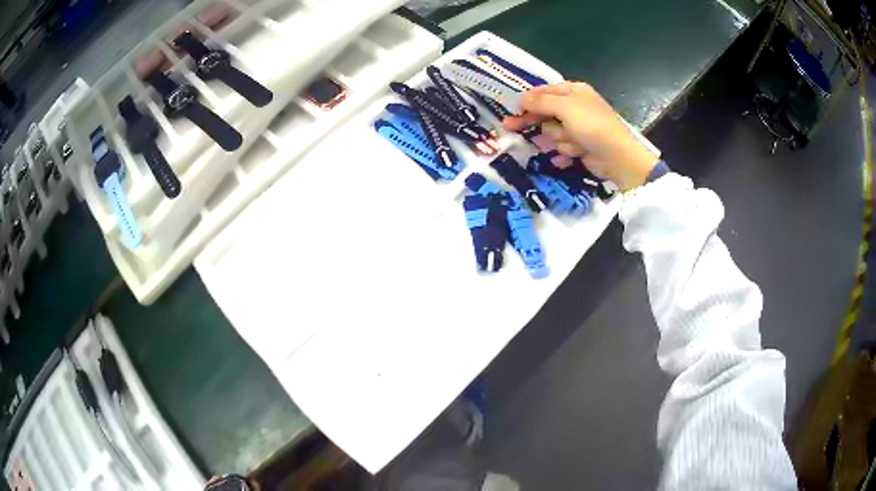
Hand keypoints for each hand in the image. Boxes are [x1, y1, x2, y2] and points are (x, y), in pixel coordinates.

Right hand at [504, 82, 659, 190]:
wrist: (618, 157)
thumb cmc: (592, 125)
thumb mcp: (565, 107)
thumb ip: (541, 101)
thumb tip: (521, 97)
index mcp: (573, 91)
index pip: (544, 91)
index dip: (528, 100)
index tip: (513, 109)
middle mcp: (574, 107)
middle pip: (545, 112)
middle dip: (534, 121)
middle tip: (510, 127)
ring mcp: (577, 127)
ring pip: (552, 132)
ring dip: (559, 139)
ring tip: (573, 143)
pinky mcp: (579, 146)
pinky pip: (562, 147)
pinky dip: (566, 152)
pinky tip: (571, 156)